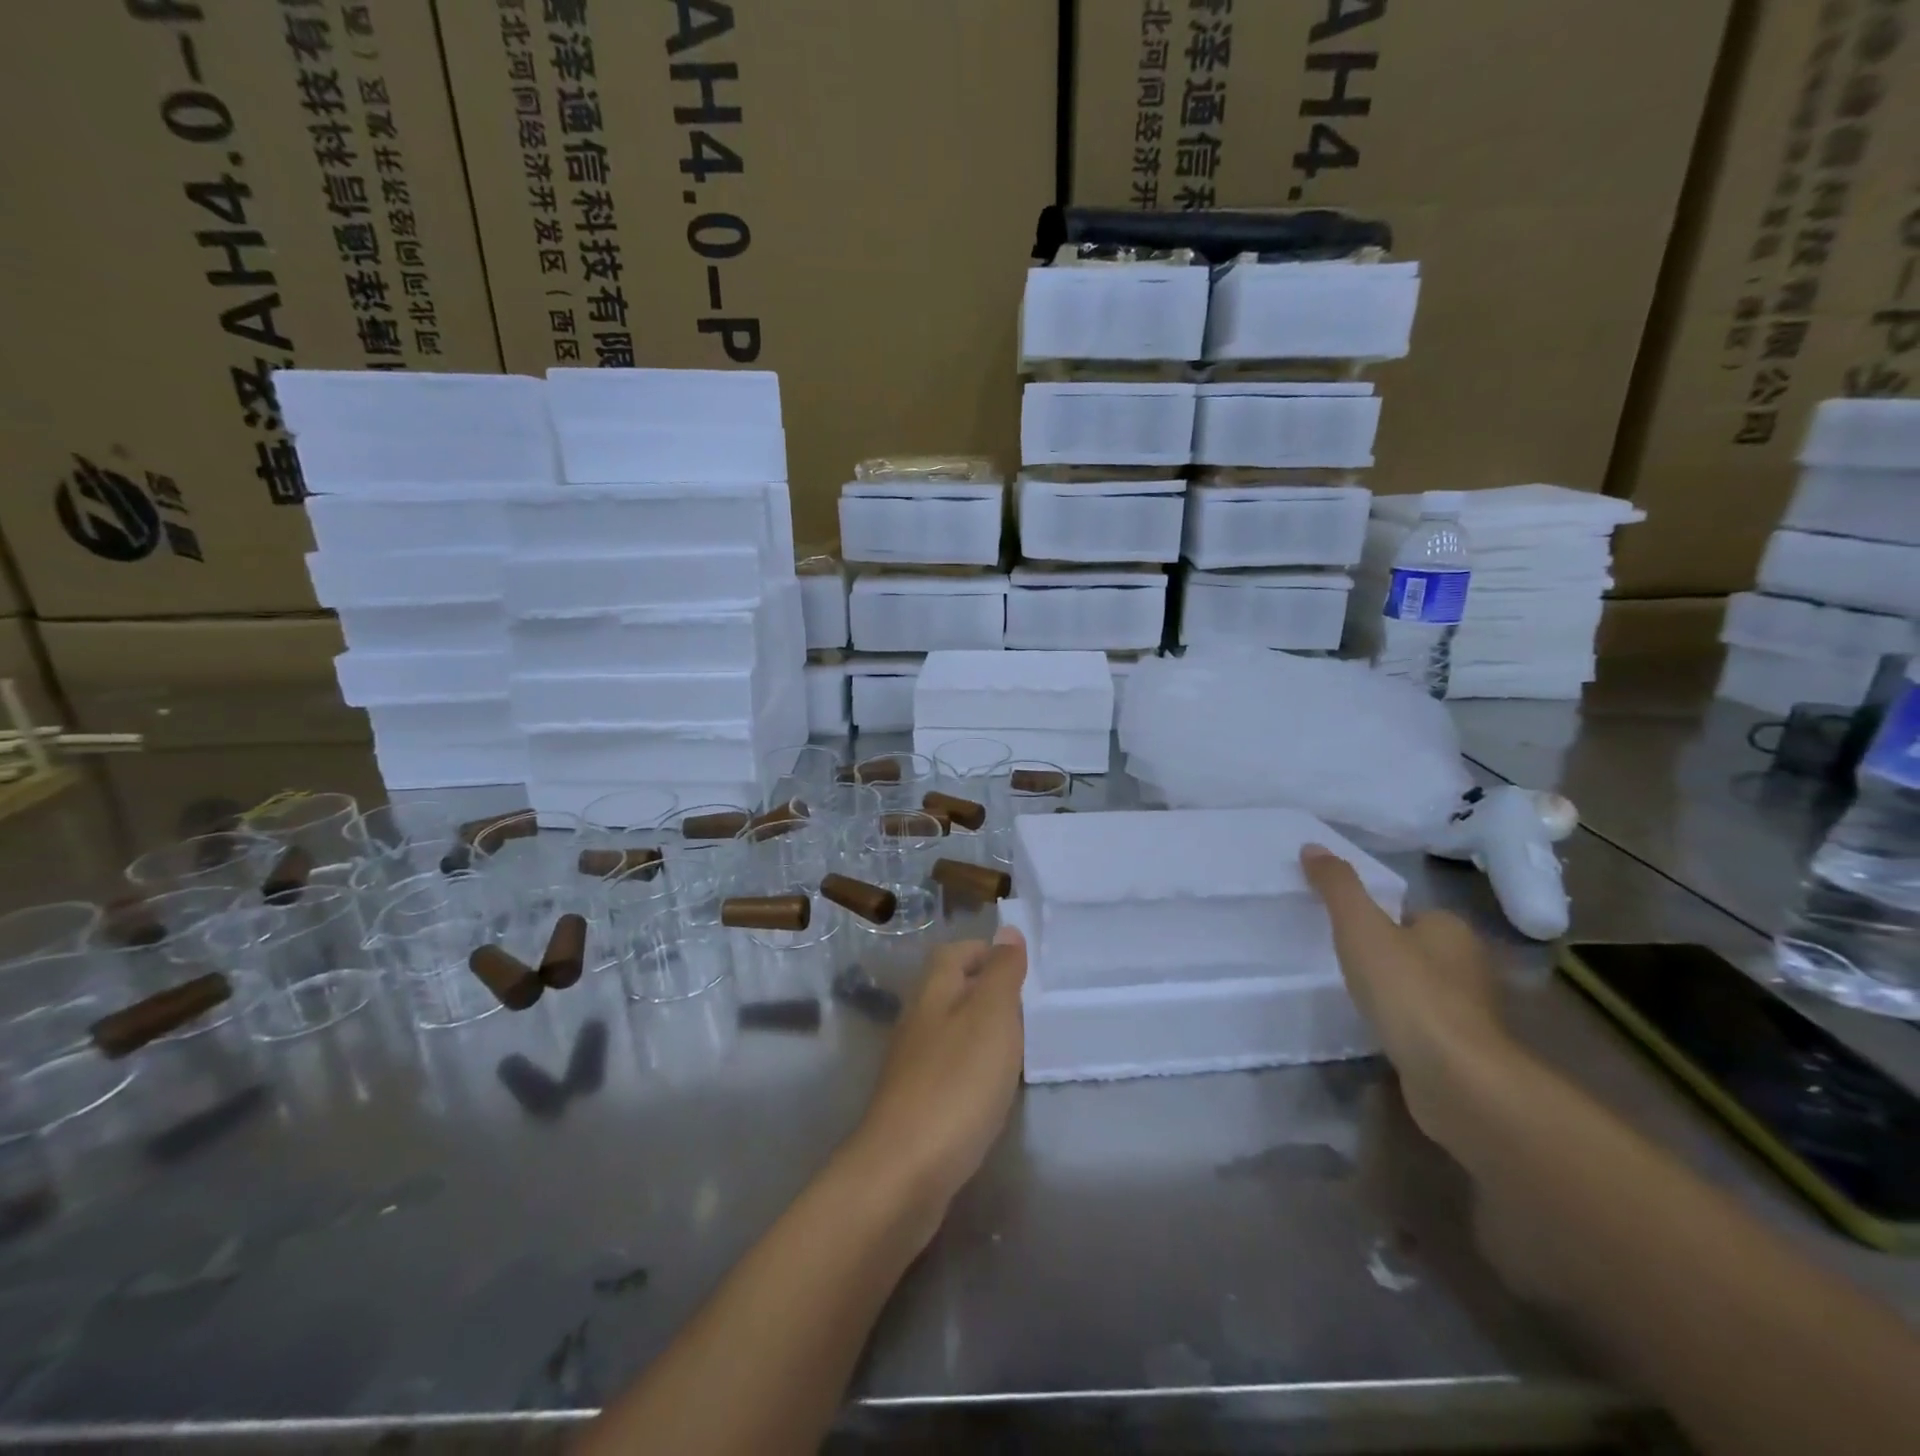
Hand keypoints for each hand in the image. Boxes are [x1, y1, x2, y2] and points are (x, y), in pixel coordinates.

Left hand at [841, 927, 1026, 1242]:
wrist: (905, 1170)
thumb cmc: (957, 1082)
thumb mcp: (991, 1016)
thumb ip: (1001, 972)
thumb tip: (1007, 931)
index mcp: (933, 992)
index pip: (954, 953)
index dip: (985, 951)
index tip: (1021, 966)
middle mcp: (917, 1021)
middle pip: (950, 990)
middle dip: (986, 990)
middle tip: (1028, 1006)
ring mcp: (912, 1065)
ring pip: (949, 1030)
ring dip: (980, 1030)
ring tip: (1018, 1045)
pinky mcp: (915, 1104)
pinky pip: (948, 1069)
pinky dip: (972, 1067)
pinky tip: (991, 1088)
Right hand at [1300, 844, 1509, 1146]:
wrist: (1455, 1078)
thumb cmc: (1408, 990)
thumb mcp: (1360, 926)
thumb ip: (1337, 886)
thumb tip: (1313, 846)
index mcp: (1452, 929)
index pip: (1408, 912)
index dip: (1375, 917)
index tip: (1341, 929)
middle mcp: (1469, 965)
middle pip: (1415, 948)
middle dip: (1384, 954)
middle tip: (1339, 960)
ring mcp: (1470, 1012)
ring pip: (1420, 988)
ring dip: (1393, 992)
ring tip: (1352, 997)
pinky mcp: (1463, 1051)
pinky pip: (1423, 1024)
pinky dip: (1402, 1025)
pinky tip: (1377, 1031)